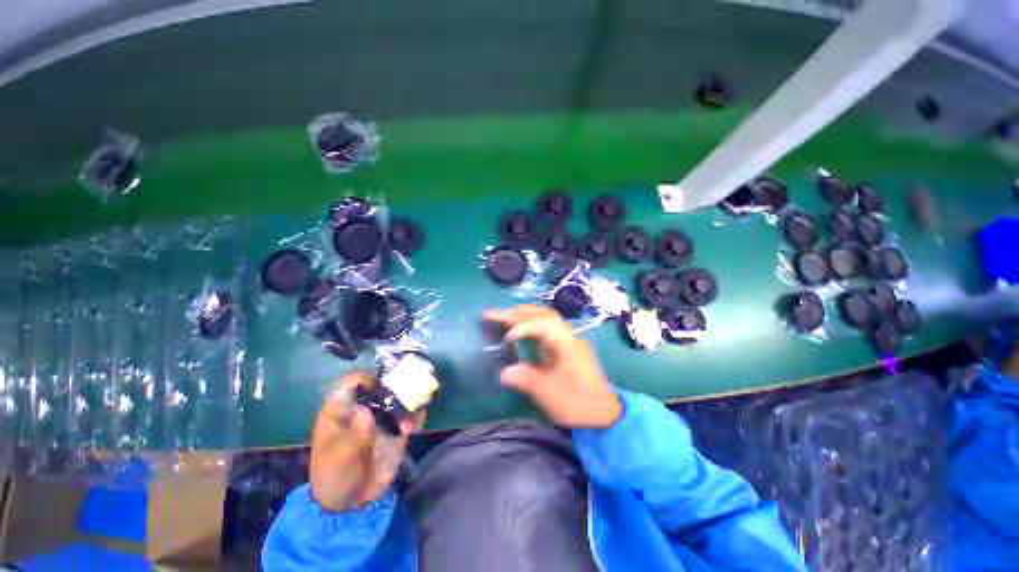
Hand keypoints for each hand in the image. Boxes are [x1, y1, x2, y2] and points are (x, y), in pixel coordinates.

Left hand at [309, 372, 424, 511]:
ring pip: (401, 398)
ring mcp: (383, 418)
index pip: (352, 383)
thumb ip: (352, 437)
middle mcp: (365, 407)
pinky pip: (412, 415)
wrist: (351, 504)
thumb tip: (365, 412)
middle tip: (407, 396)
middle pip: (383, 385)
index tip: (379, 387)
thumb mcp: (337, 459)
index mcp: (342, 409)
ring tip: (410, 420)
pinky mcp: (398, 429)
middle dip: (397, 387)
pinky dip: (417, 415)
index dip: (365, 379)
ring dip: (411, 402)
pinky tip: (415, 427)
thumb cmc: (333, 476)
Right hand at [484, 305, 621, 428]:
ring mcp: (568, 337)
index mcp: (566, 343)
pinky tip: (518, 328)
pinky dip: (528, 322)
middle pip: (541, 313)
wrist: (603, 412)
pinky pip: (545, 325)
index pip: (542, 323)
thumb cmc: (578, 403)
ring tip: (501, 316)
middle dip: (515, 312)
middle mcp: (567, 334)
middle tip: (491, 314)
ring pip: (543, 316)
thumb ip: (526, 380)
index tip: (505, 339)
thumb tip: (504, 372)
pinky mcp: (565, 344)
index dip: (521, 327)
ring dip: (522, 314)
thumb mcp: (550, 394)